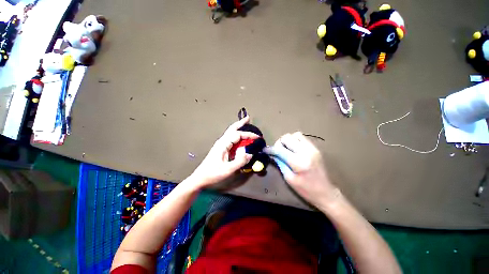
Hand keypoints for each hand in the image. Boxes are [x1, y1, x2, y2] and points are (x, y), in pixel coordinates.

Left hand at [190, 116, 257, 187]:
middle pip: (232, 129)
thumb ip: (240, 161)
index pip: (238, 135)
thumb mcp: (228, 169)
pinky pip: (231, 139)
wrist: (200, 178)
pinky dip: (237, 136)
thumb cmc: (213, 174)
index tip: (258, 137)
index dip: (248, 135)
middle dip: (240, 123)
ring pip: (231, 133)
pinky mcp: (221, 149)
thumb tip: (250, 154)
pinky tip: (240, 138)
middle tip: (248, 118)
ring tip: (245, 124)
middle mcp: (222, 142)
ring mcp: (221, 145)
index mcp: (223, 144)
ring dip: (239, 128)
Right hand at [264, 132, 339, 208]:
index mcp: (298, 162)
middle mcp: (306, 151)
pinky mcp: (316, 148)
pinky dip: (295, 140)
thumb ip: (280, 163)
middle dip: (279, 143)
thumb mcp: (289, 179)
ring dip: (288, 140)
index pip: (280, 150)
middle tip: (277, 151)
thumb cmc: (306, 189)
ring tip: (286, 149)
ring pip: (295, 134)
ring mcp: (312, 148)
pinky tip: (294, 149)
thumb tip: (273, 154)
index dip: (270, 149)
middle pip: (287, 137)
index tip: (265, 150)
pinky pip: (302, 137)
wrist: (326, 192)